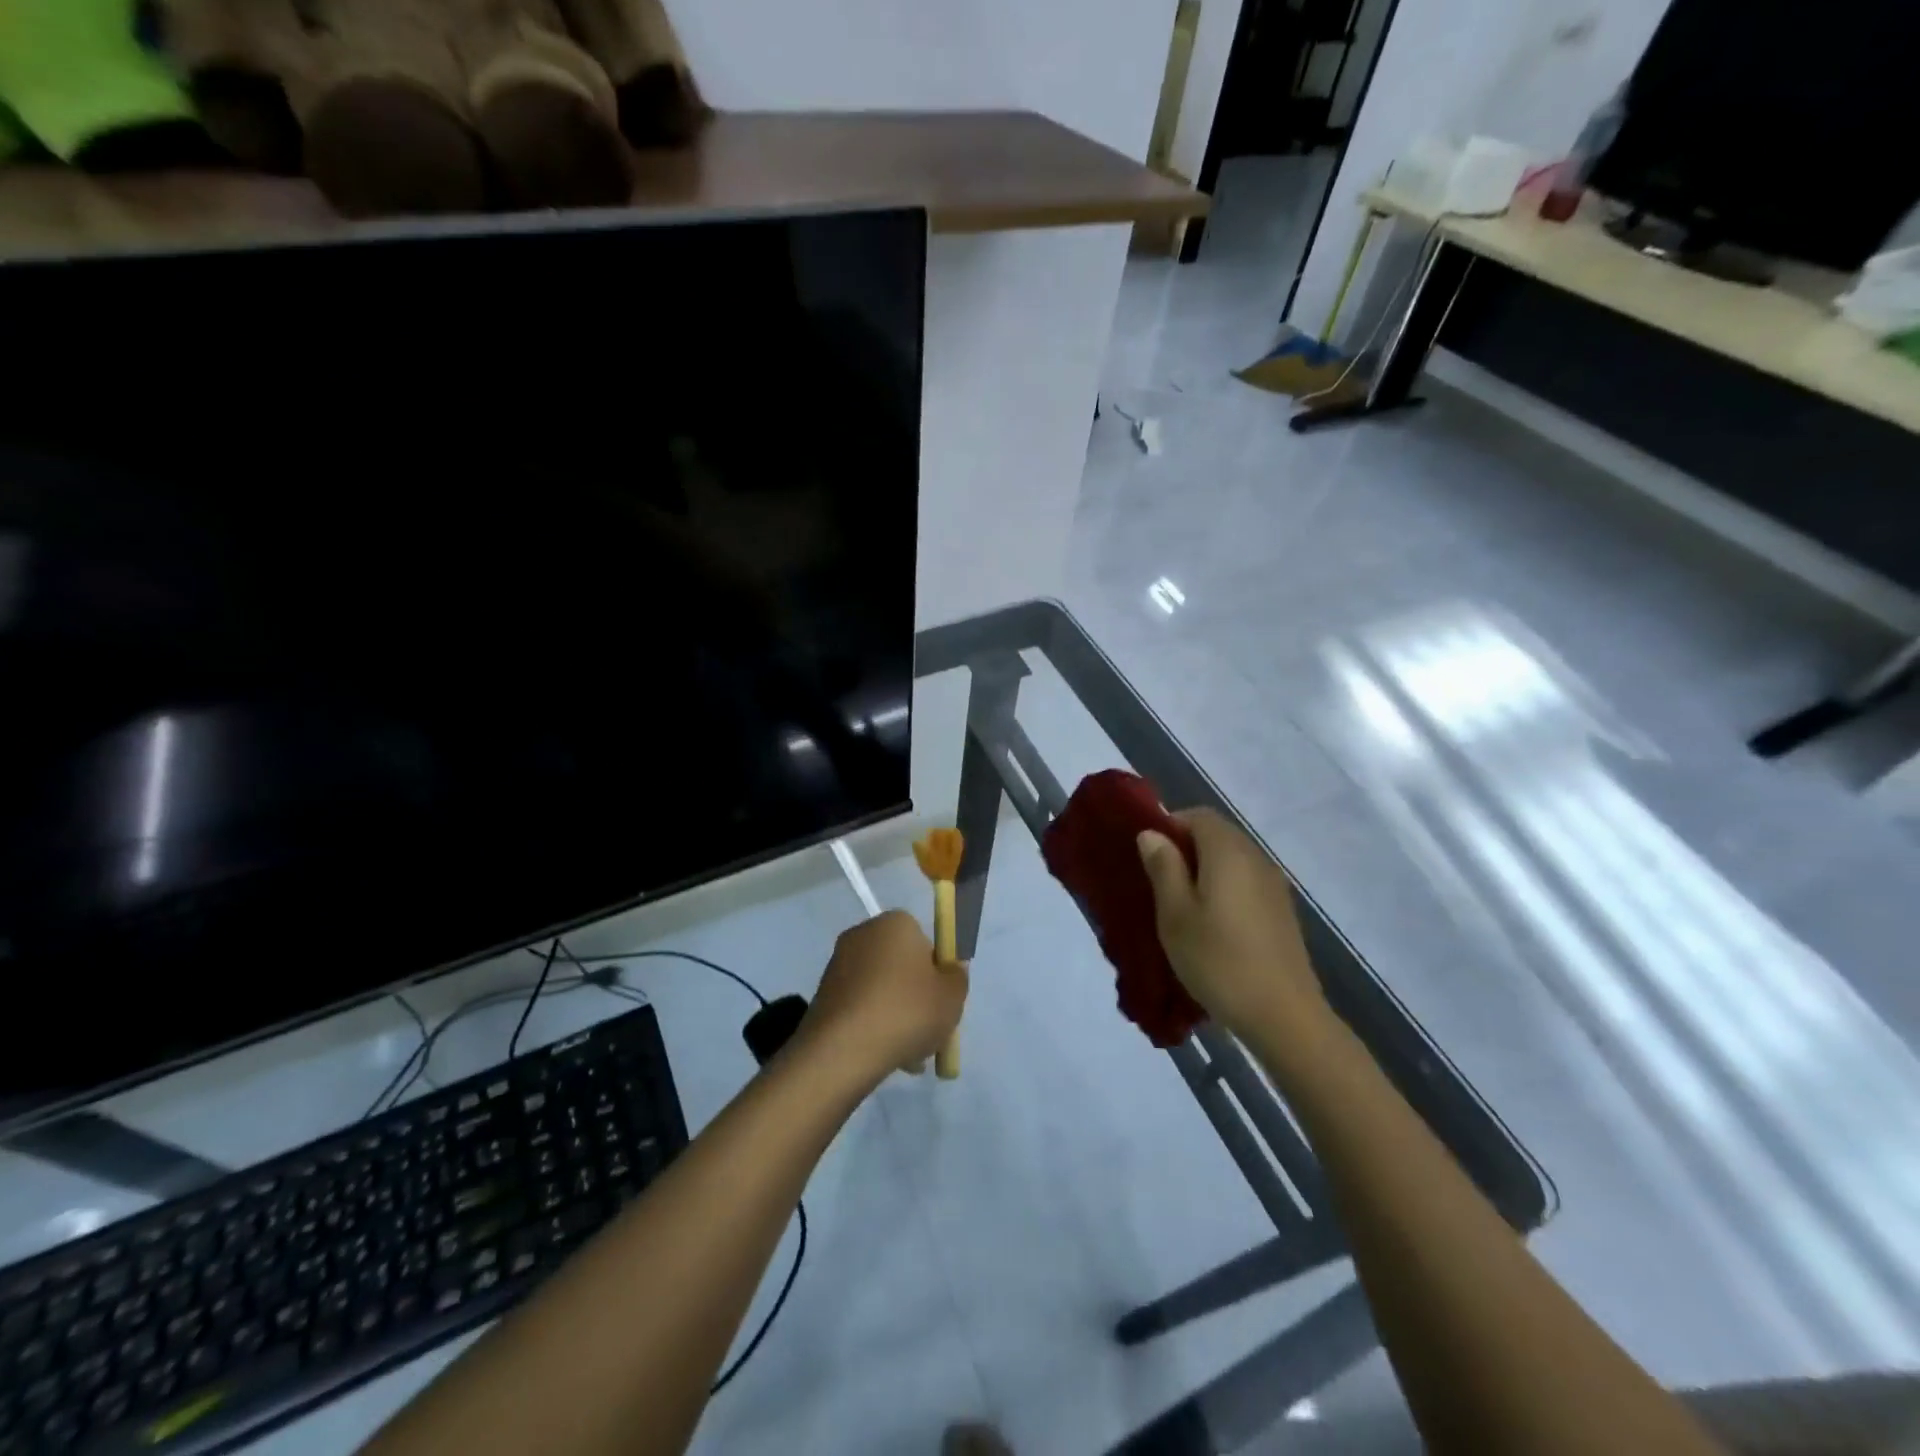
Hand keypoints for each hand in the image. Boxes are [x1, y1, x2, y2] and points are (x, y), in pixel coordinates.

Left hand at [801, 911, 967, 1083]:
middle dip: (916, 996)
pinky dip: (873, 1026)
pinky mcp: (823, 995)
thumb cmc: (906, 1012)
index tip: (942, 1001)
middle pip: (902, 965)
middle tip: (929, 1030)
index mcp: (895, 923)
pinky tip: (885, 1057)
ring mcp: (838, 964)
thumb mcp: (952, 996)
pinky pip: (860, 1007)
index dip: (938, 972)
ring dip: (896, 1015)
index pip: (925, 941)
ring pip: (881, 990)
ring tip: (909, 1055)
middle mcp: (863, 934)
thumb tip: (948, 970)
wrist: (842, 1051)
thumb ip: (957, 977)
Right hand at [1137, 809, 1331, 1049]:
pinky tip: (1212, 925)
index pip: (1197, 815)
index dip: (1169, 826)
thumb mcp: (1175, 914)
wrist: (1284, 1016)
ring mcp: (1274, 885)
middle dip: (1185, 849)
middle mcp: (1255, 857)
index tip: (1147, 857)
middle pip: (1217, 834)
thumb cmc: (1218, 960)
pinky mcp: (1282, 912)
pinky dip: (1224, 890)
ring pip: (1232, 860)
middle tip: (1158, 883)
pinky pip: (1246, 883)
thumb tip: (1151, 833)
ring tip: (1181, 907)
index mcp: (1228, 851)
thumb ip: (1163, 867)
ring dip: (1205, 871)